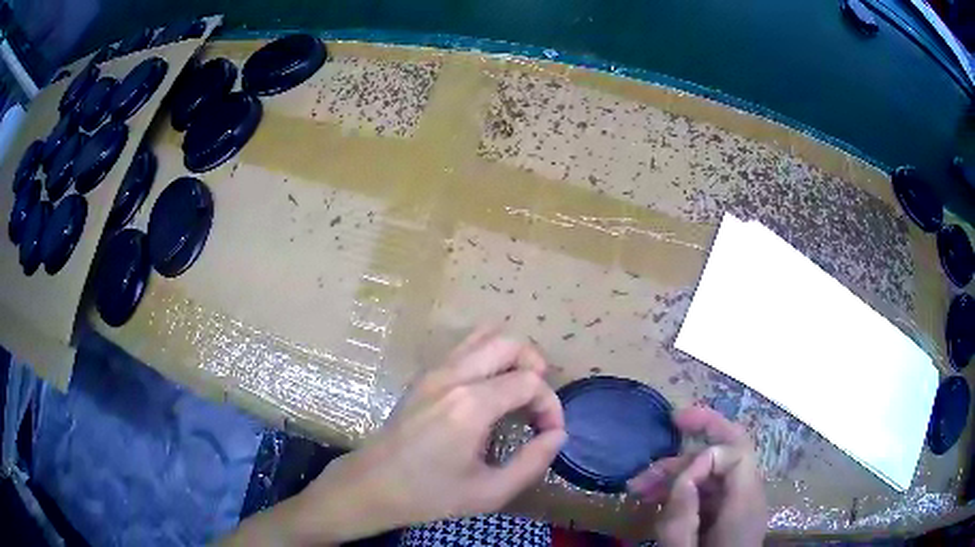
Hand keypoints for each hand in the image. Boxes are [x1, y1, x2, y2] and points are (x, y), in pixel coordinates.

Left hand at [287, 326, 566, 543]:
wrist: (372, 485)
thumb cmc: (430, 494)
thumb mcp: (489, 492)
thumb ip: (533, 462)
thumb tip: (558, 434)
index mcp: (471, 405)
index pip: (530, 382)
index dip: (550, 405)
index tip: (549, 433)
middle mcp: (453, 376)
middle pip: (509, 343)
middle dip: (535, 366)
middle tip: (538, 403)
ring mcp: (434, 371)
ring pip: (485, 336)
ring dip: (510, 356)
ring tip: (517, 390)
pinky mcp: (424, 376)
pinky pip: (464, 348)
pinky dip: (487, 357)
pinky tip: (489, 391)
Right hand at [627, 406, 766, 546]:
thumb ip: (683, 519)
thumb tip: (682, 479)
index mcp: (744, 505)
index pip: (736, 454)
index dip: (704, 457)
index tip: (674, 482)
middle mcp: (747, 497)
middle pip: (732, 449)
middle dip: (703, 431)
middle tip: (672, 422)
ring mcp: (737, 505)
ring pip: (714, 469)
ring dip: (680, 469)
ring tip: (639, 484)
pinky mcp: (724, 515)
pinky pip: (707, 490)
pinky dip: (681, 488)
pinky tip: (654, 498)